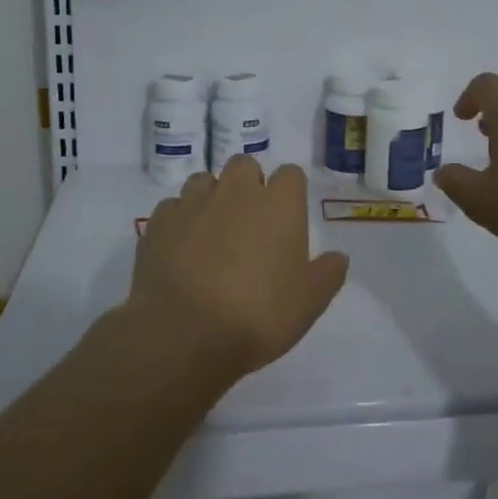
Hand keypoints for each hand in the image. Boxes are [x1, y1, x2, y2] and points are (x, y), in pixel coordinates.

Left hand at [130, 158, 350, 379]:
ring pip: (204, 181)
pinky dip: (179, 220)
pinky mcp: (159, 221)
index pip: (291, 174)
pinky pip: (172, 207)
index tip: (287, 218)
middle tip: (249, 223)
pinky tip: (181, 248)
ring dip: (211, 197)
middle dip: (248, 184)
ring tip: (212, 233)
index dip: (289, 192)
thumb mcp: (309, 303)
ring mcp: (193, 202)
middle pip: (245, 166)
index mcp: (278, 204)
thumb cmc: (258, 315)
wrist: (184, 333)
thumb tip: (338, 257)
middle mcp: (236, 191)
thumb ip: (327, 274)